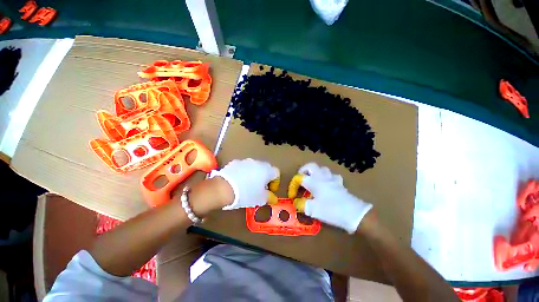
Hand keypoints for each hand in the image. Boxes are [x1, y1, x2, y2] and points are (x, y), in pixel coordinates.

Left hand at [210, 158, 279, 209]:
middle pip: (266, 169)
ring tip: (248, 186)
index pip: (276, 173)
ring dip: (255, 175)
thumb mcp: (260, 198)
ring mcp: (246, 161)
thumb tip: (273, 198)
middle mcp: (258, 163)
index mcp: (267, 170)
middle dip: (265, 179)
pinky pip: (243, 168)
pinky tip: (238, 182)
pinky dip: (244, 173)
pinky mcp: (235, 162)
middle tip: (261, 189)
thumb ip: (269, 197)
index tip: (271, 191)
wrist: (224, 188)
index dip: (275, 182)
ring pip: (254, 168)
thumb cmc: (246, 193)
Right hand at [288, 162, 372, 233]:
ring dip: (316, 172)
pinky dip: (327, 178)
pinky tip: (327, 184)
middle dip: (304, 170)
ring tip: (313, 180)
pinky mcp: (340, 183)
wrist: (354, 214)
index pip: (300, 178)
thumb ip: (302, 205)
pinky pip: (332, 176)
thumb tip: (296, 203)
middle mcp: (322, 177)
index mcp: (314, 181)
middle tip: (301, 178)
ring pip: (322, 169)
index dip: (294, 184)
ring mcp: (332, 179)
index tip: (292, 194)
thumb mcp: (313, 210)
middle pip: (311, 166)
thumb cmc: (331, 210)